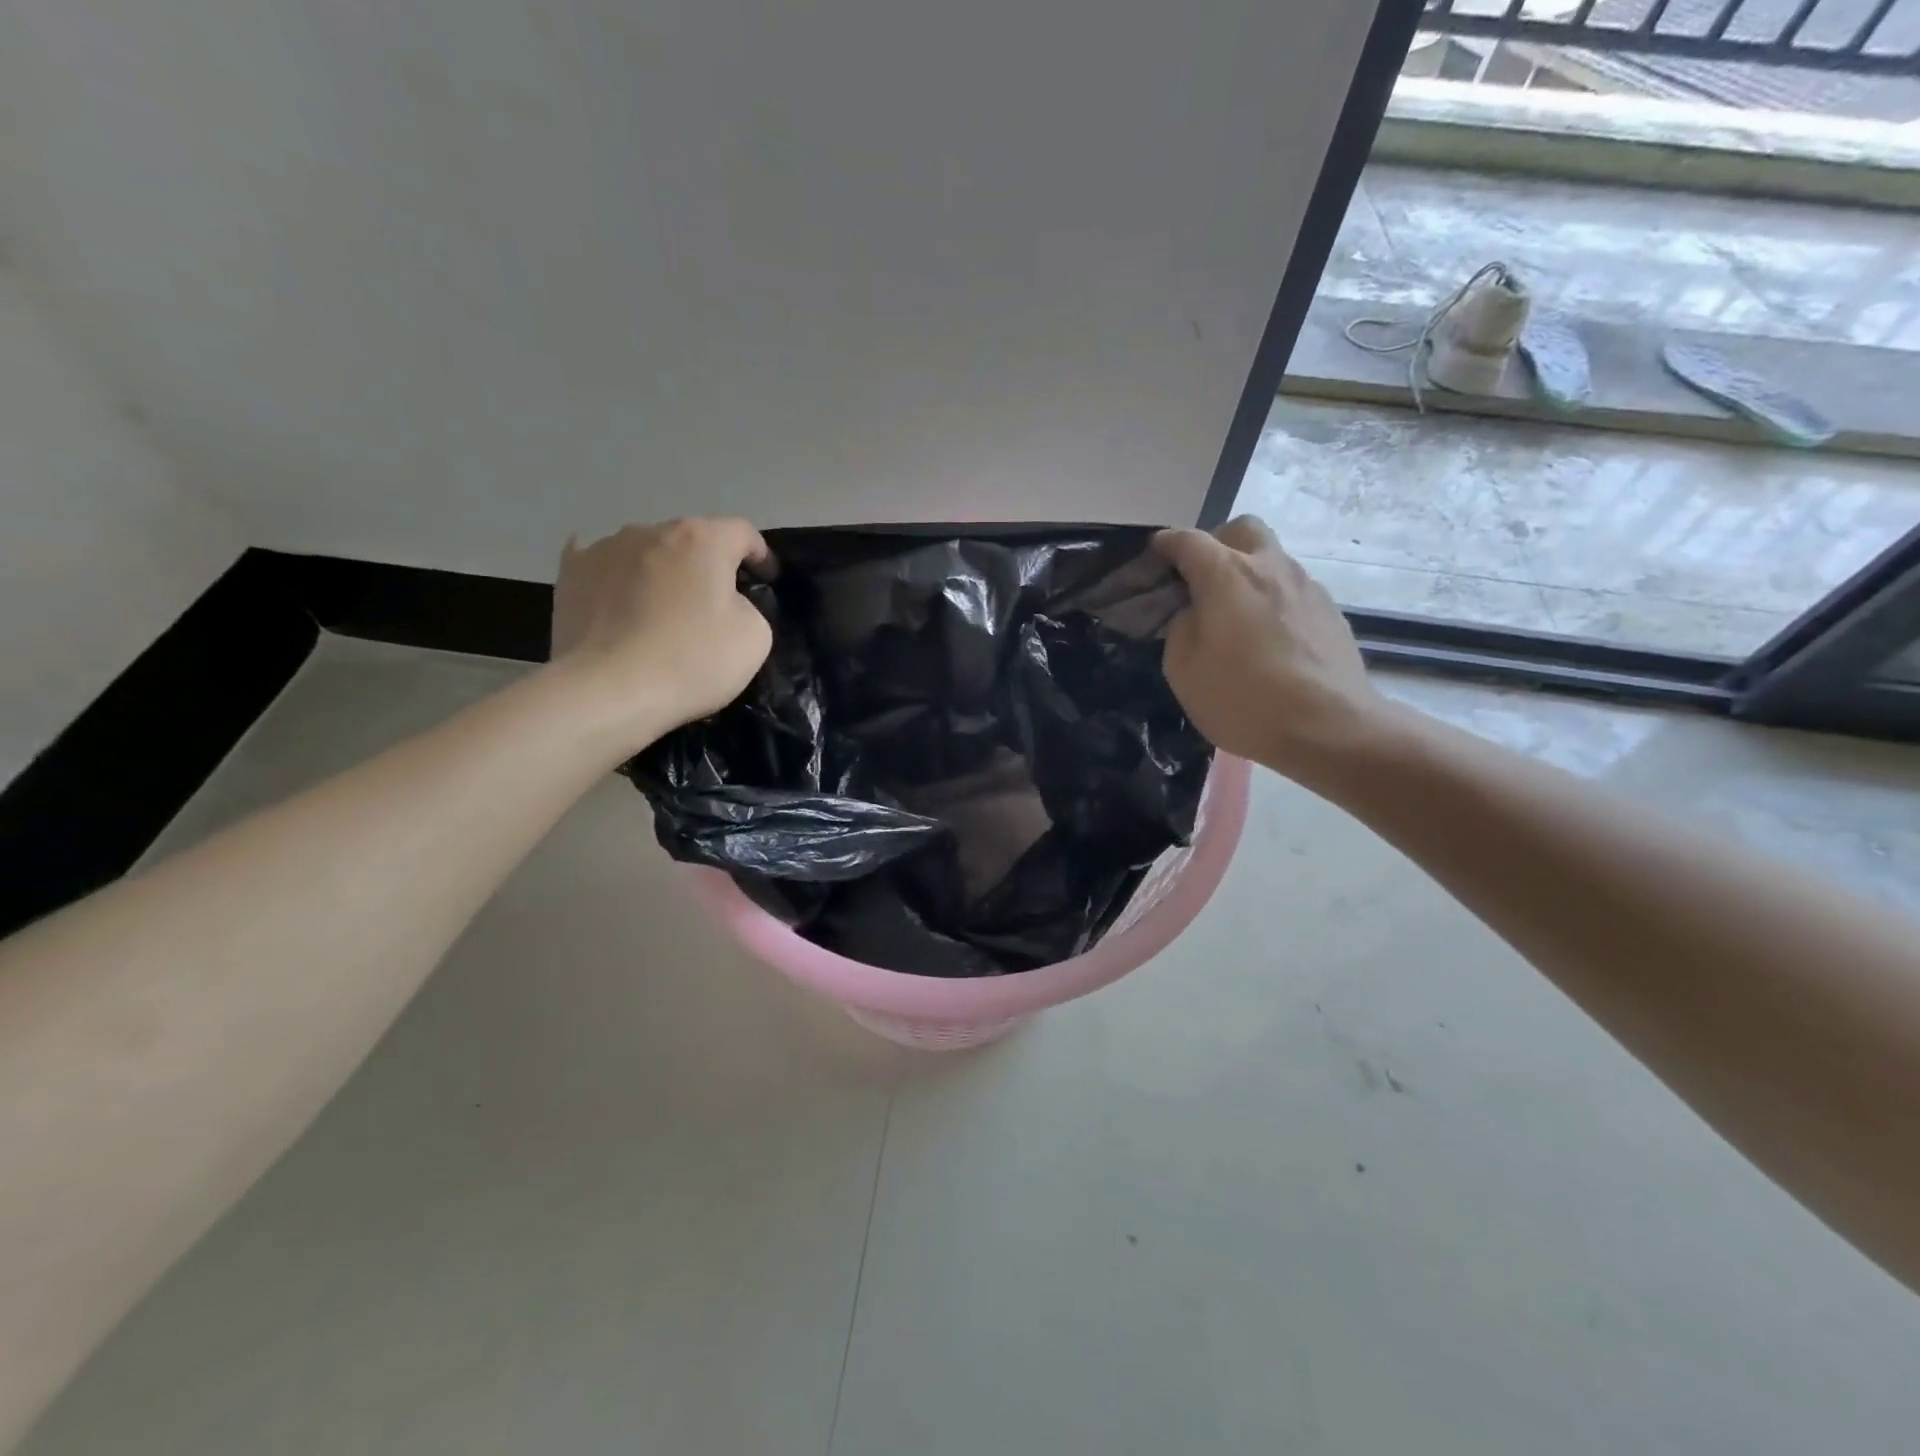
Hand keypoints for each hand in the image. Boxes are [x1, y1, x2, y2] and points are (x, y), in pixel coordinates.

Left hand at [549, 518, 774, 751]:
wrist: (607, 691)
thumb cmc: (692, 661)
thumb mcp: (754, 638)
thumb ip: (748, 607)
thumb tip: (725, 603)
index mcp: (702, 539)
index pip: (742, 533)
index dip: (759, 555)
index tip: (765, 580)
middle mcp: (651, 530)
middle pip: (691, 540)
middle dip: (706, 564)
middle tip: (713, 601)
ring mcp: (604, 548)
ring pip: (646, 552)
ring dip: (661, 571)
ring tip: (661, 608)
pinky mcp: (570, 573)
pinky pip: (605, 567)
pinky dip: (618, 580)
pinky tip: (618, 600)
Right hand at [1153, 516, 1385, 781]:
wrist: (1329, 727)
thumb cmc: (1243, 699)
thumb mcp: (1184, 670)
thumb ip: (1180, 629)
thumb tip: (1193, 613)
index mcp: (1226, 575)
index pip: (1188, 541)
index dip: (1165, 544)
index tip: (1154, 555)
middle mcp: (1269, 567)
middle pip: (1242, 530)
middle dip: (1217, 544)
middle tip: (1202, 580)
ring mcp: (1306, 586)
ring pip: (1271, 559)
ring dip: (1248, 574)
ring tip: (1236, 617)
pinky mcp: (1330, 611)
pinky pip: (1292, 590)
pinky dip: (1273, 600)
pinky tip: (1268, 639)